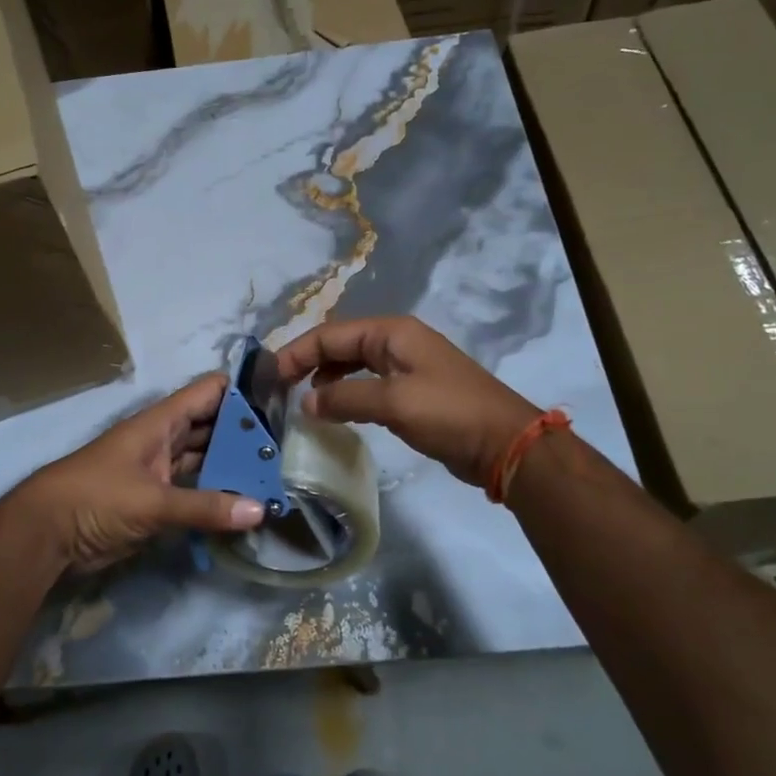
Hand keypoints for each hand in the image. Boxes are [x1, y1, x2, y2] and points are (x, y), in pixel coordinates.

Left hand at [12, 374, 266, 574]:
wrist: (45, 534)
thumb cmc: (96, 499)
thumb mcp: (152, 502)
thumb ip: (205, 507)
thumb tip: (259, 511)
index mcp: (160, 423)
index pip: (208, 393)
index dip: (241, 392)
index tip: (279, 401)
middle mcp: (163, 440)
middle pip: (211, 427)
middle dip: (244, 435)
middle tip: (286, 448)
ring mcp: (159, 470)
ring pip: (204, 459)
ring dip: (232, 466)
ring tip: (273, 475)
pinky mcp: (155, 500)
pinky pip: (194, 490)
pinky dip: (216, 494)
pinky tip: (243, 504)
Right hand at [277, 317, 538, 487]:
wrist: (505, 443)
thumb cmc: (448, 413)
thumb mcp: (393, 403)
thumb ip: (345, 398)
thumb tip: (307, 402)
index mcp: (392, 333)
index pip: (331, 334)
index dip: (297, 352)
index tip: (270, 377)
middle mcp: (396, 342)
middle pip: (340, 344)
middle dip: (308, 361)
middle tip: (279, 388)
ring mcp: (406, 366)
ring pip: (353, 364)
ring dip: (326, 378)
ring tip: (302, 399)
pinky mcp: (412, 392)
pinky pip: (368, 385)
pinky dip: (346, 393)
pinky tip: (335, 410)